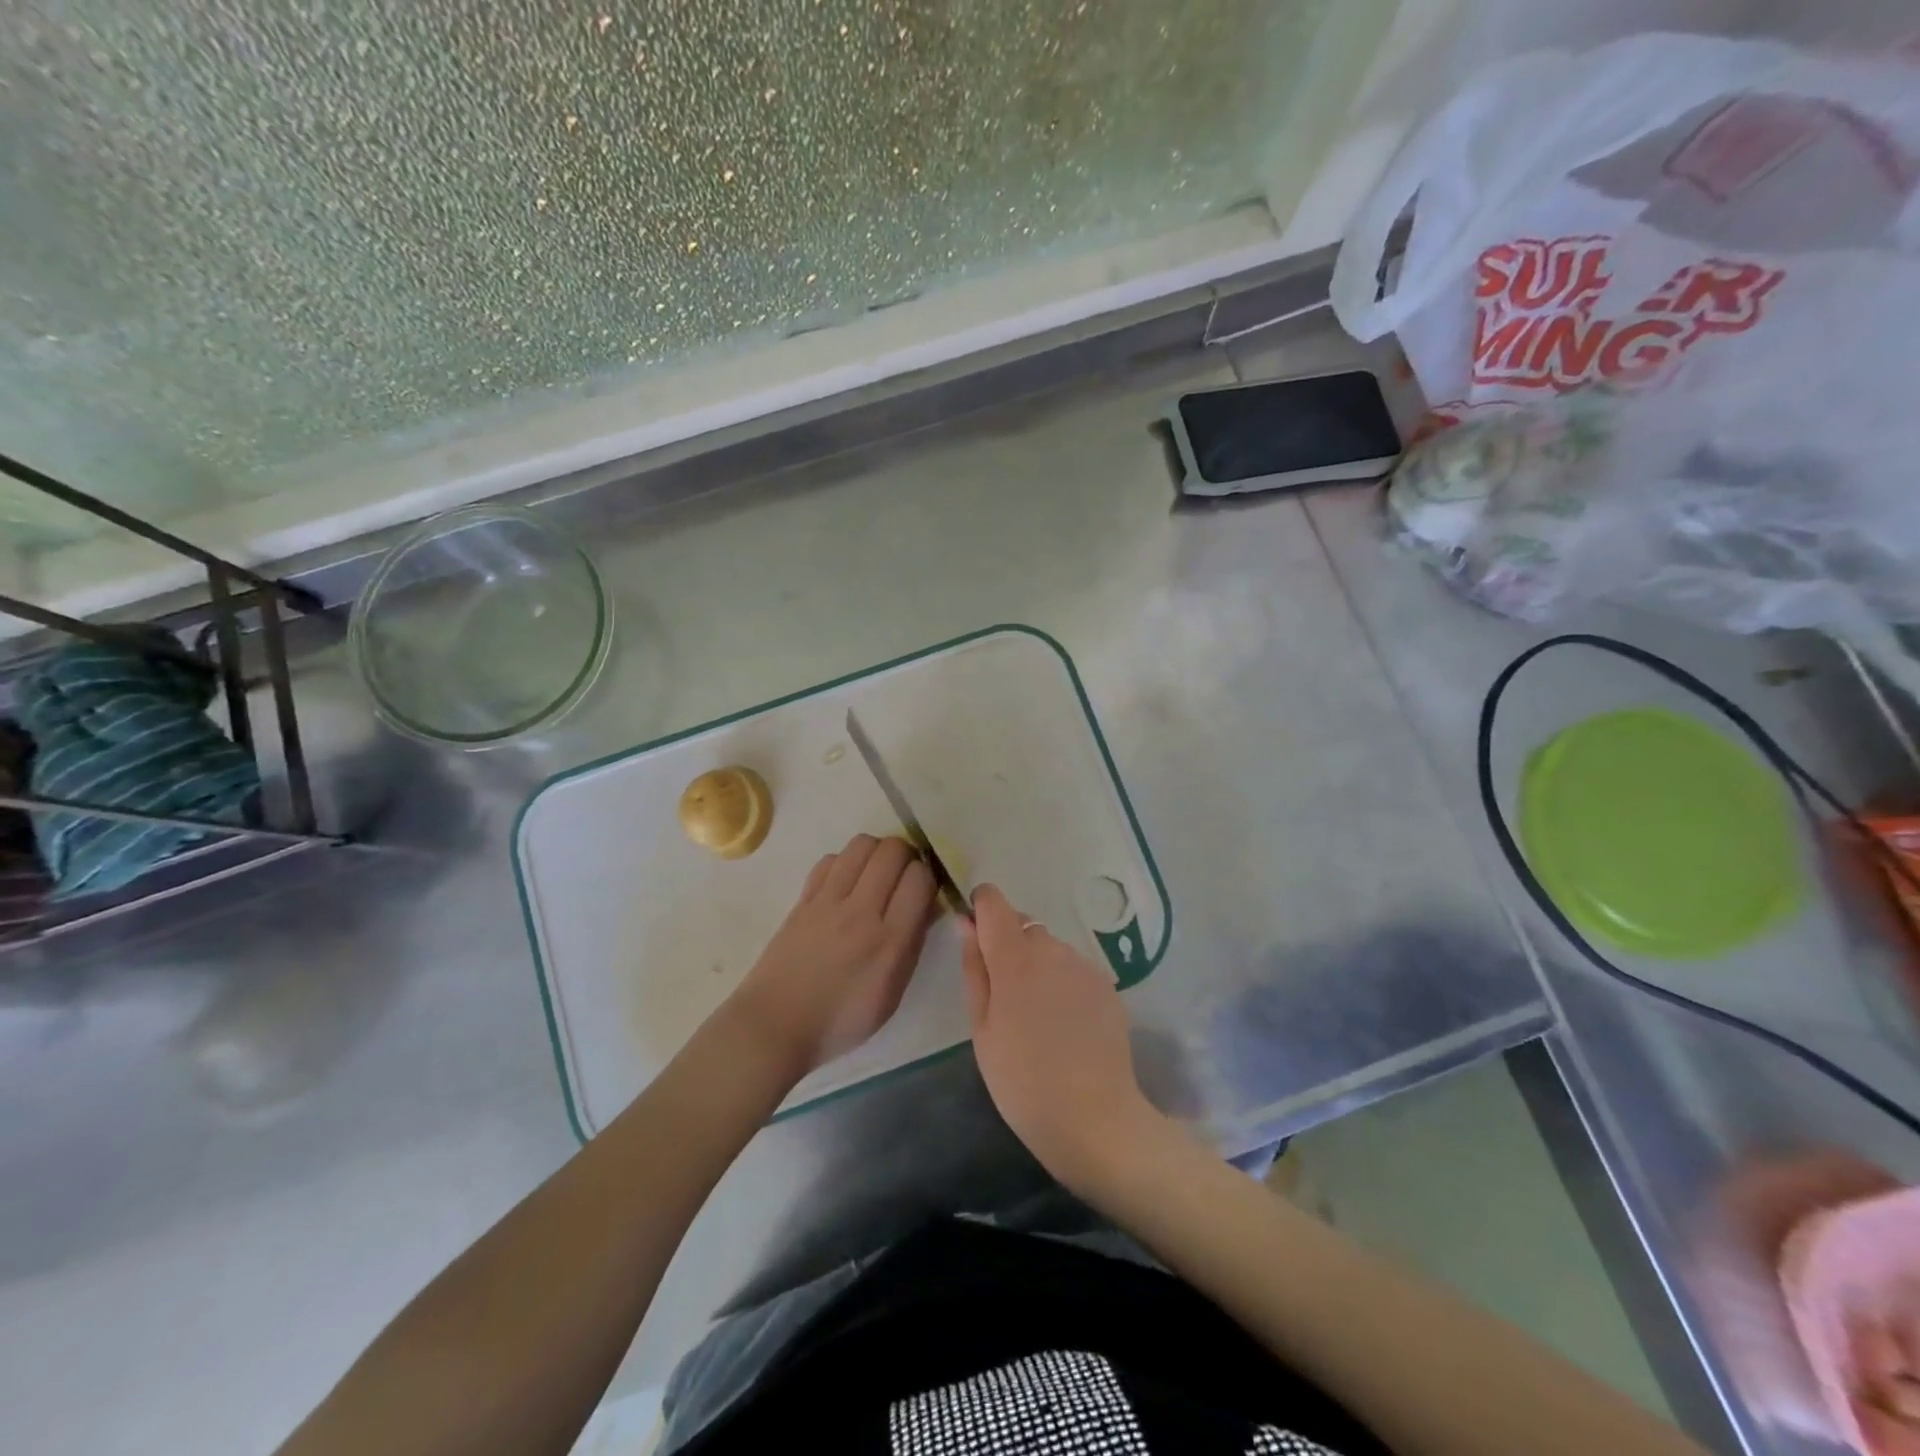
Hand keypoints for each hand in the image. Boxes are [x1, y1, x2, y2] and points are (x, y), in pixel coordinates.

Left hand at [728, 834, 934, 1078]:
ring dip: (876, 852)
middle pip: (892, 850)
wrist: (775, 1026)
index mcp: (889, 941)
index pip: (919, 878)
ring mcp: (828, 901)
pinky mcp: (803, 898)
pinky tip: (845, 884)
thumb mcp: (892, 993)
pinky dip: (845, 863)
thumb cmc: (841, 1020)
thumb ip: (912, 944)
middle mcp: (860, 912)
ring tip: (876, 874)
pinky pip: (831, 860)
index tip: (924, 891)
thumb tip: (927, 905)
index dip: (928, 877)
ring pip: (861, 844)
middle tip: (903, 876)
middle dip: (907, 856)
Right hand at [961, 883, 1161, 1192]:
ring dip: (1038, 966)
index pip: (994, 901)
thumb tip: (967, 923)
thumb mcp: (981, 1028)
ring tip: (1038, 1018)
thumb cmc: (1021, 1079)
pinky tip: (1066, 1026)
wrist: (1094, 1118)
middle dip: (1010, 946)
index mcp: (1014, 956)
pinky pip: (1074, 970)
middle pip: (1023, 925)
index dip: (981, 909)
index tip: (976, 937)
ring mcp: (1084, 965)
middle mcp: (1052, 948)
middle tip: (1005, 998)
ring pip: (1051, 949)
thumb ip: (974, 968)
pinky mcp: (1107, 985)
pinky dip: (1063, 984)